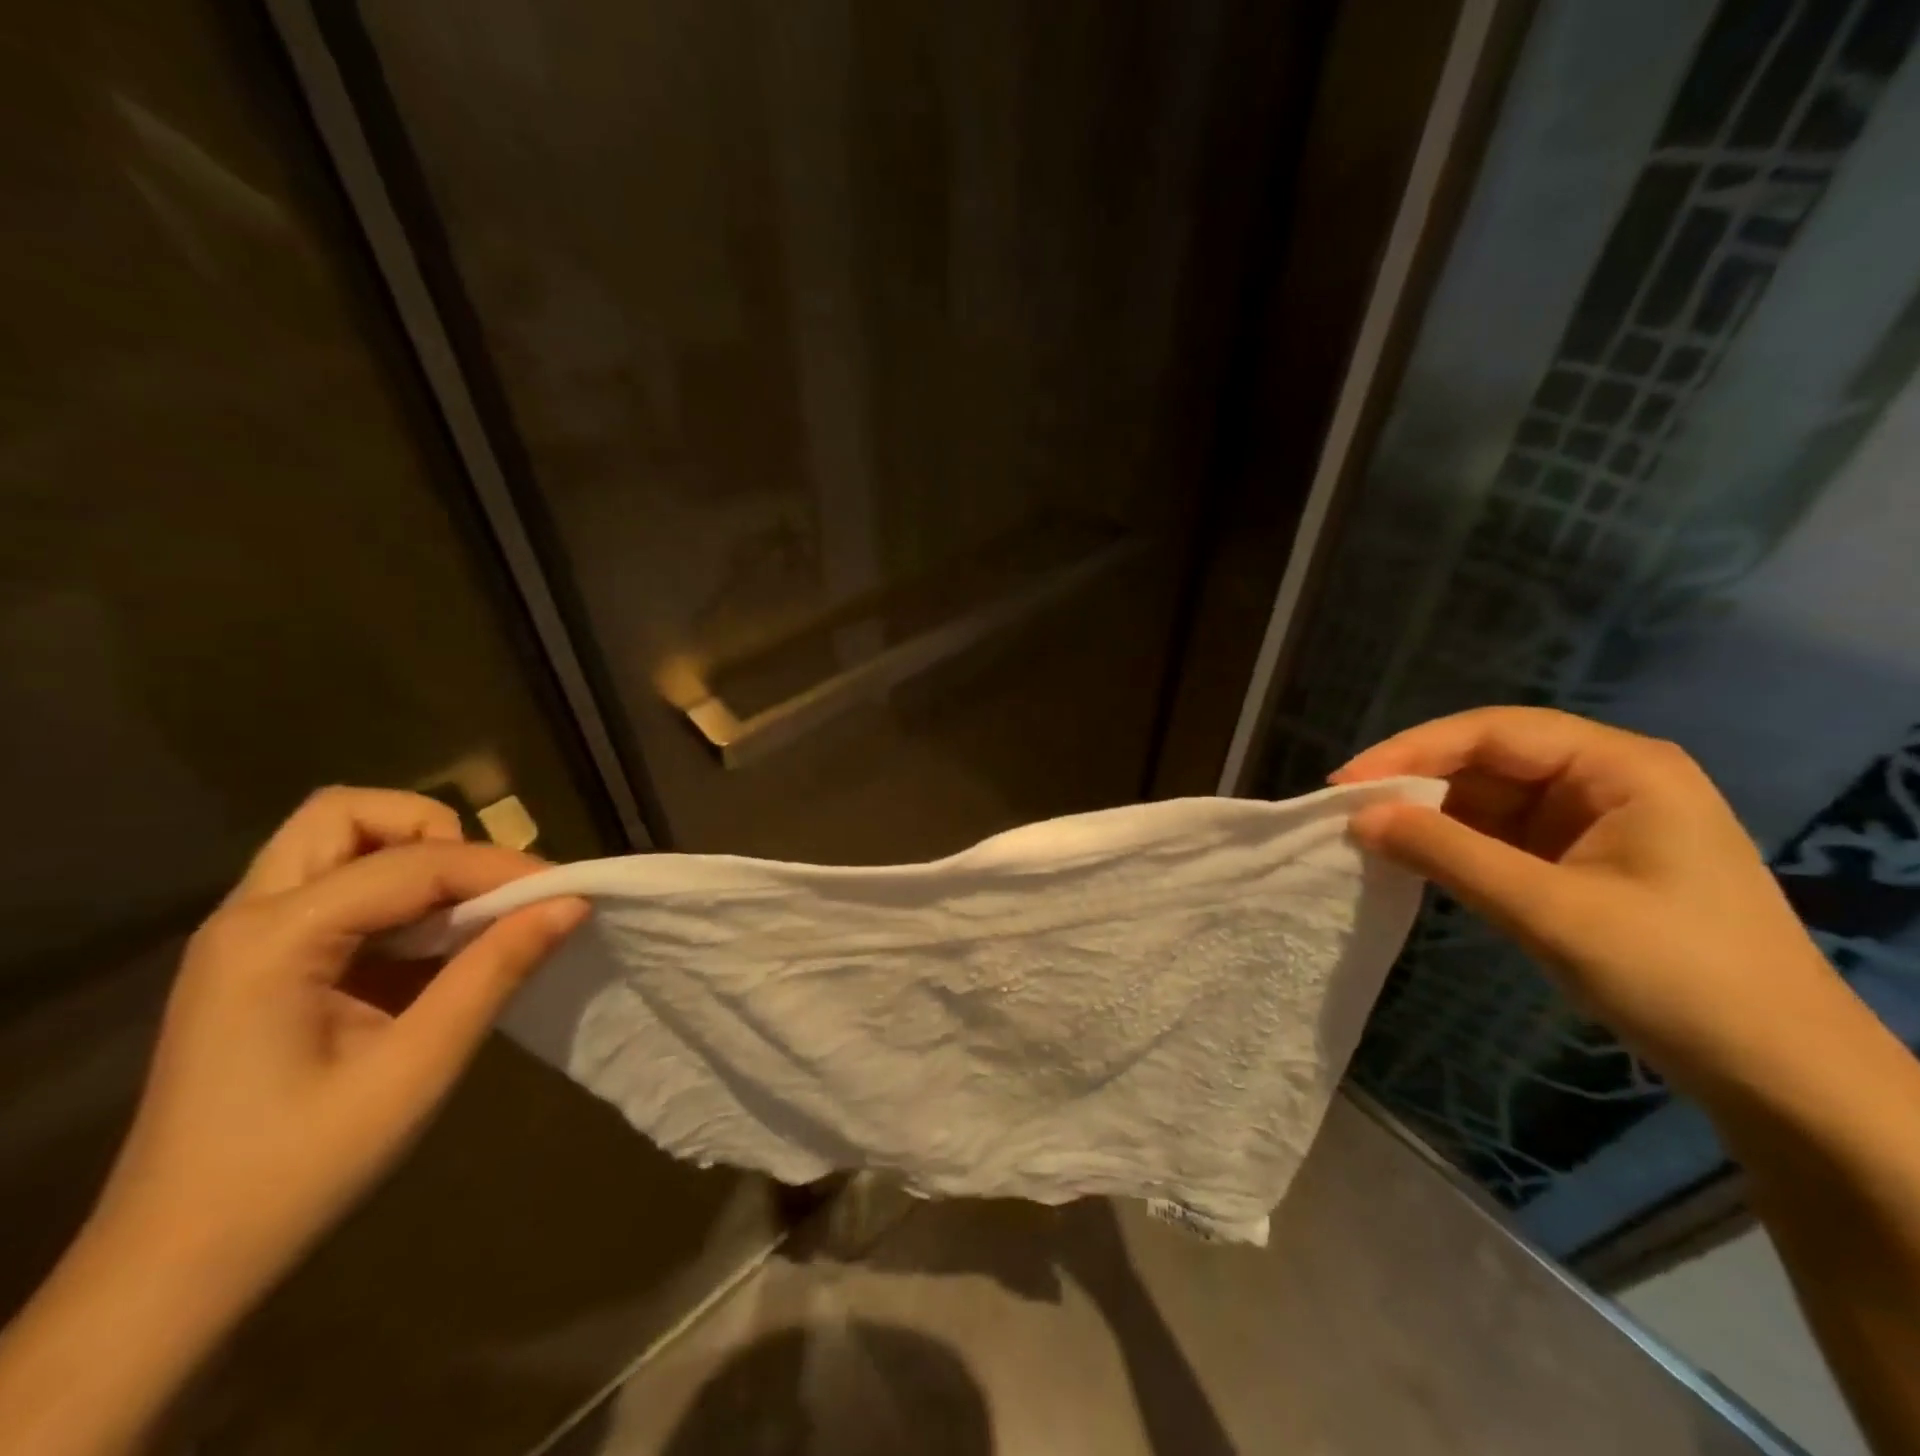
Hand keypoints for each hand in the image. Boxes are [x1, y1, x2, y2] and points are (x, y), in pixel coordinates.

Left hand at [91, 787, 587, 1301]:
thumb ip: (495, 971)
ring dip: (411, 857)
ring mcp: (245, 939)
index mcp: (272, 940)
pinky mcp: (259, 963)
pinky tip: (430, 946)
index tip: (566, 890)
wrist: (176, 1267)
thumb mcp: (417, 1068)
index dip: (500, 867)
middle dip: (432, 833)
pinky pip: (336, 887)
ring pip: (336, 842)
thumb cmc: (297, 1169)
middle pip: (346, 815)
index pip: (412, 863)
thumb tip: (570, 902)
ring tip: (464, 912)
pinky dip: (396, 893)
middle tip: (484, 890)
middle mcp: (248, 918)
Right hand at [1330, 707, 1856, 1097]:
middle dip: (1416, 782)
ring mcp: (1593, 821)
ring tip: (1369, 836)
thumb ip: (1446, 853)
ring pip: (1487, 798)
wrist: (1779, 1076)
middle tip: (1348, 811)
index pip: (1493, 732)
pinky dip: (1453, 845)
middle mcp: (1605, 779)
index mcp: (1620, 767)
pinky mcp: (1578, 860)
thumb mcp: (1548, 909)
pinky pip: (1498, 835)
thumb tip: (1358, 818)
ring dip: (1430, 816)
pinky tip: (1413, 858)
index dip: (1411, 750)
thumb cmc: (1675, 976)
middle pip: (1487, 759)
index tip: (1346, 784)